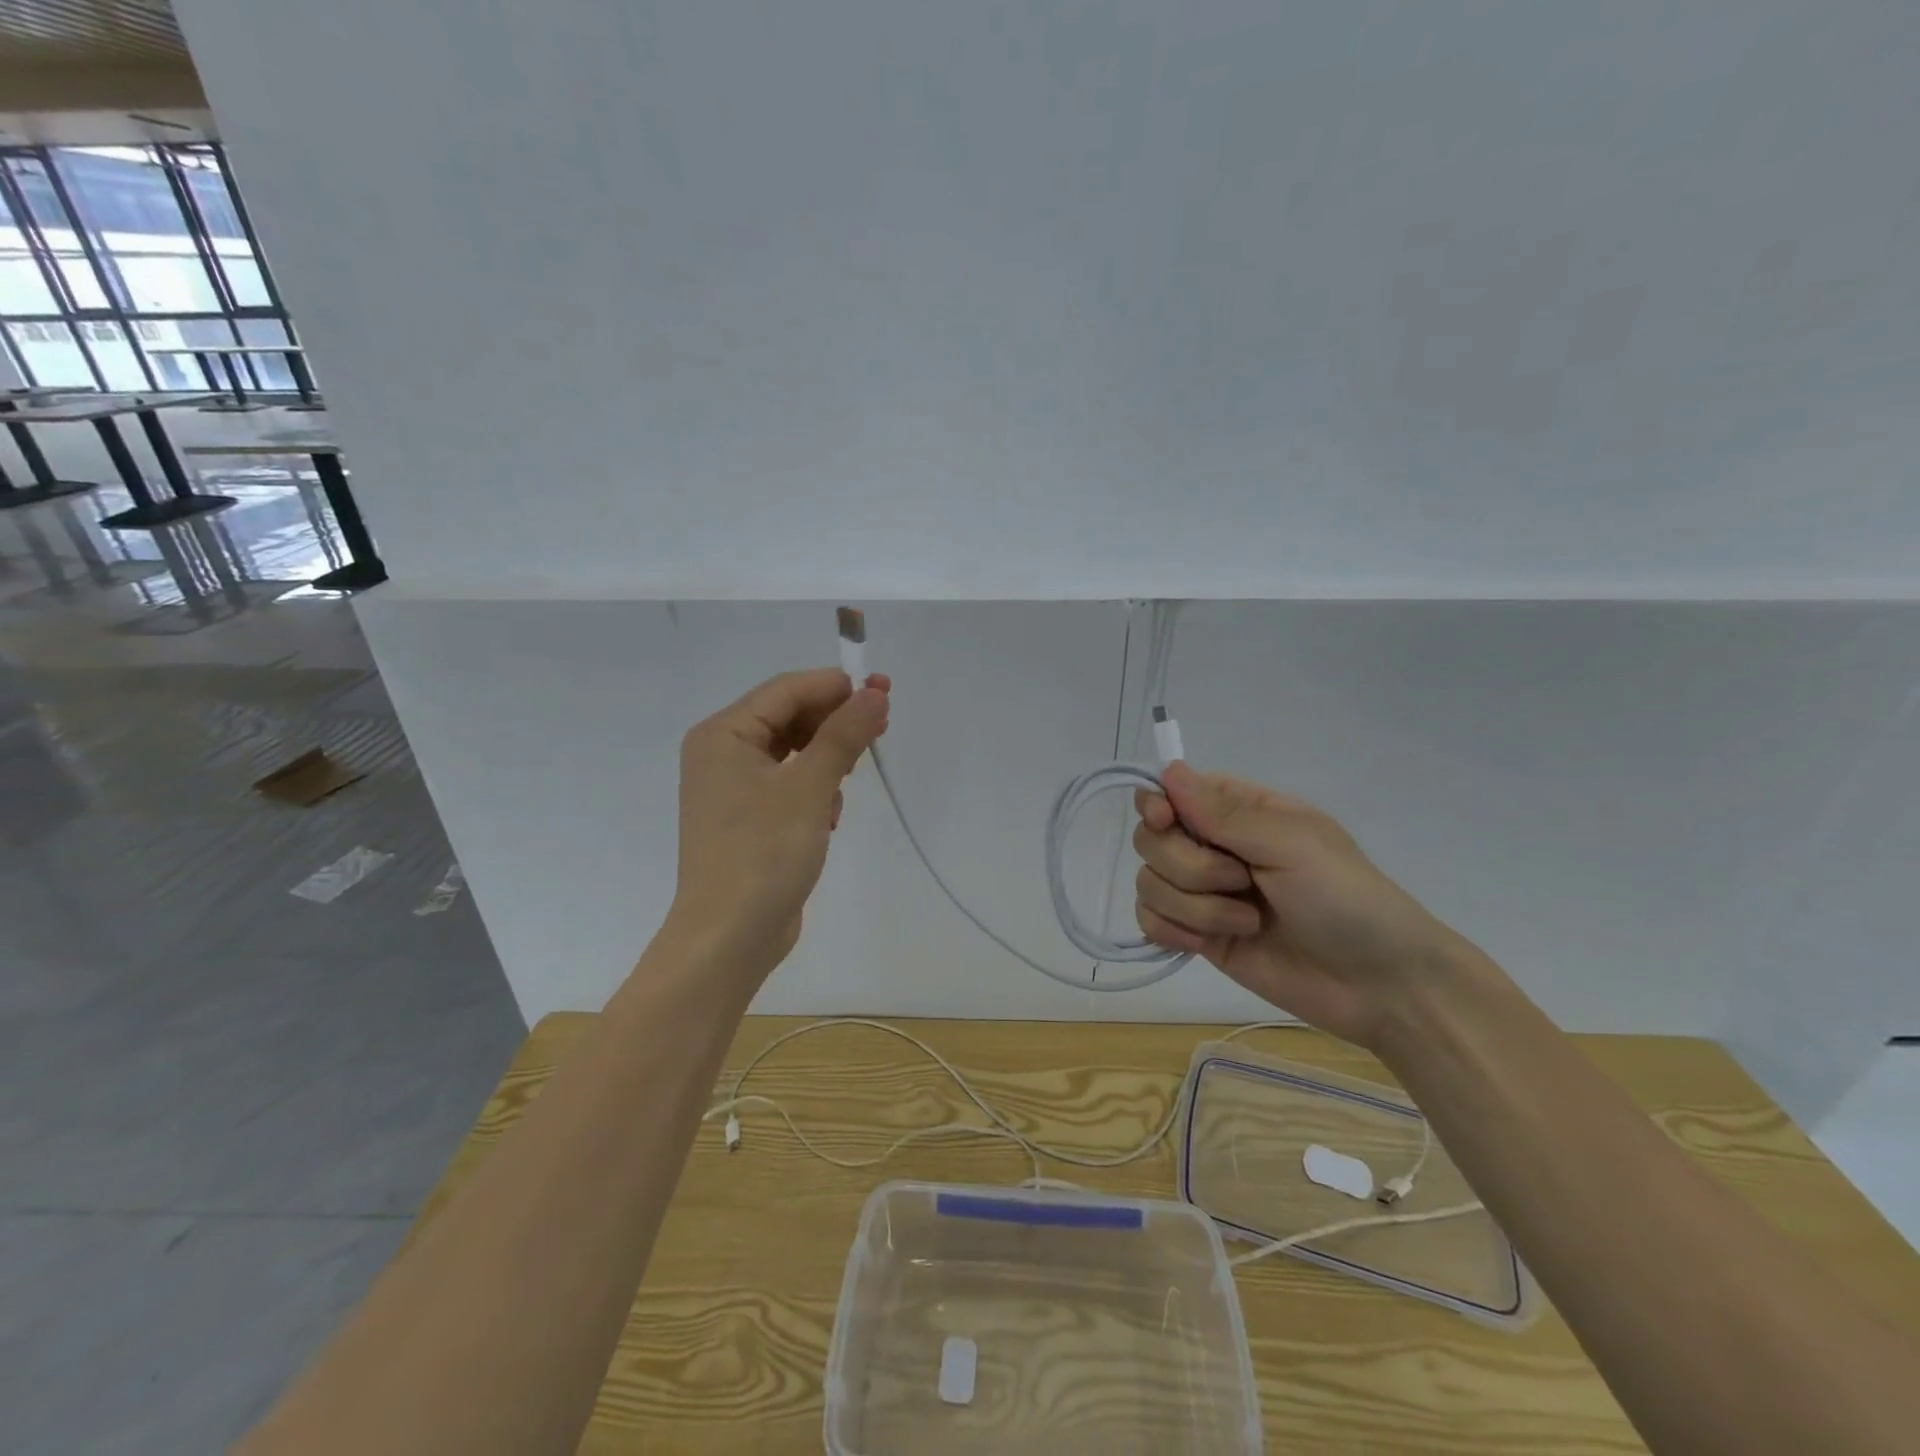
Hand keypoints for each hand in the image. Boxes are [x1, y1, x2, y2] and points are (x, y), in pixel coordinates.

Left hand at [666, 668, 890, 984]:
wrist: (729, 938)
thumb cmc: (764, 853)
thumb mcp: (810, 787)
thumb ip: (843, 735)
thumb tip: (874, 694)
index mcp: (724, 734)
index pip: (786, 690)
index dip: (836, 686)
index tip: (883, 691)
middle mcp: (722, 753)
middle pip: (788, 717)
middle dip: (835, 721)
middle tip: (881, 727)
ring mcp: (732, 789)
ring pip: (792, 751)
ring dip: (827, 757)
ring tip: (853, 775)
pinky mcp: (748, 819)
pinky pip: (788, 784)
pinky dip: (814, 789)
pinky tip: (830, 815)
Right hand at [1133, 762, 1481, 1049]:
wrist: (1379, 985)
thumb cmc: (1346, 898)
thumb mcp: (1291, 844)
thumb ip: (1223, 813)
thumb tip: (1167, 770)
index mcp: (1240, 812)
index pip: (1170, 792)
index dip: (1157, 805)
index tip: (1166, 820)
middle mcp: (1214, 846)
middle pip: (1152, 840)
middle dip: (1188, 866)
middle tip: (1239, 881)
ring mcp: (1203, 893)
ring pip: (1149, 882)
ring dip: (1194, 907)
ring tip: (1248, 923)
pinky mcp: (1197, 935)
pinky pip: (1149, 921)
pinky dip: (1172, 932)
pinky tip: (1205, 944)